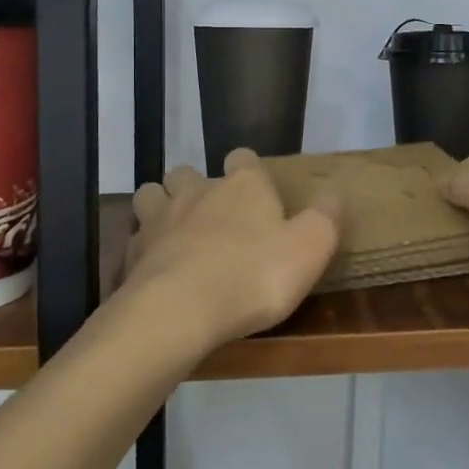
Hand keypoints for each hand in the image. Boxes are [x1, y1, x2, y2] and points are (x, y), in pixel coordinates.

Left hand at [122, 149, 340, 349]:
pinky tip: (156, 268)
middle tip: (211, 214)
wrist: (180, 311)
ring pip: (151, 195)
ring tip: (175, 232)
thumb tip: (335, 193)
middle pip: (188, 172)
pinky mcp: (133, 254)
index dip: (249, 170)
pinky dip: (144, 247)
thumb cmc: (254, 274)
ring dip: (160, 206)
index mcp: (243, 186)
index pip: (243, 158)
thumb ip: (326, 217)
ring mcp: (160, 220)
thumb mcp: (310, 247)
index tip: (256, 190)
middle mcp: (198, 192)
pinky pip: (135, 239)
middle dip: (195, 185)